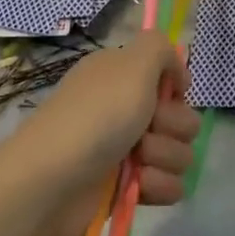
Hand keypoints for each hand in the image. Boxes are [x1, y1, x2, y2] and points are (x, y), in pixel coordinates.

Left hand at [8, 32, 199, 235]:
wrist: (53, 181)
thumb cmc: (95, 115)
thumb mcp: (132, 64)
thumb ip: (159, 47)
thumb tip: (175, 67)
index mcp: (123, 76)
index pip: (169, 78)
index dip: (175, 89)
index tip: (170, 94)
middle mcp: (126, 109)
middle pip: (181, 117)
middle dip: (172, 125)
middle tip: (146, 129)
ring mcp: (128, 150)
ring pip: (179, 152)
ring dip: (164, 156)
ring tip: (138, 162)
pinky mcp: (130, 188)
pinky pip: (169, 185)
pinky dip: (157, 185)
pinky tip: (138, 186)